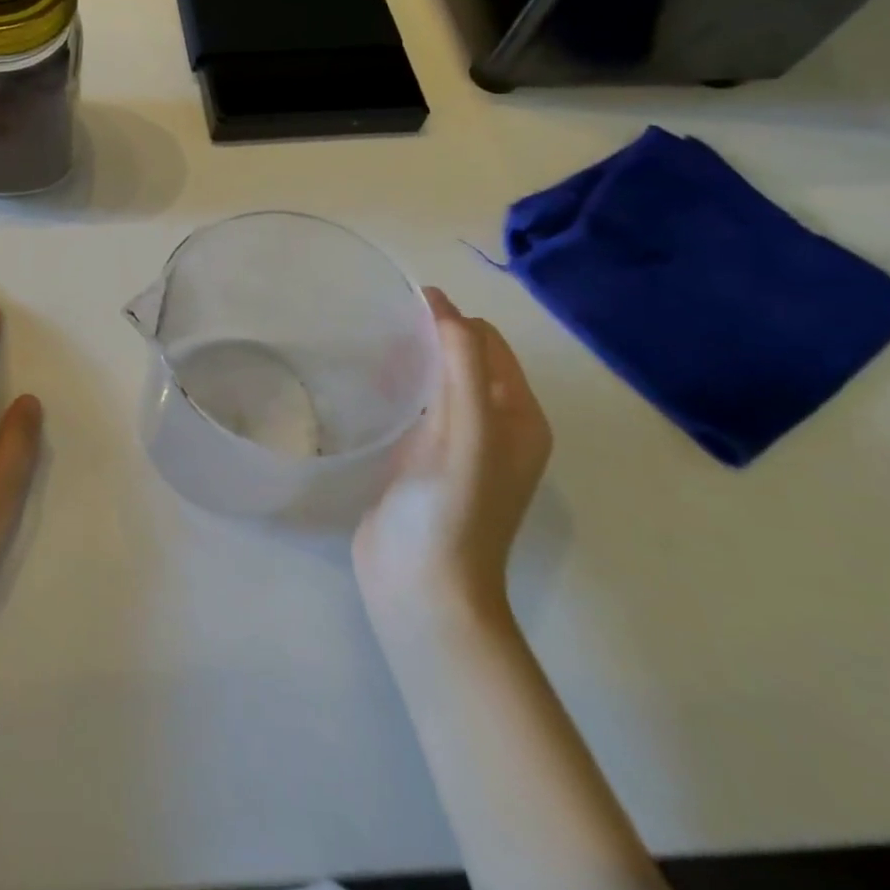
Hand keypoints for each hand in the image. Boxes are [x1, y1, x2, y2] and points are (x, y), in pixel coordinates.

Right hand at [354, 288, 551, 631]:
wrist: (422, 588)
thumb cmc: (451, 509)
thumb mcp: (467, 430)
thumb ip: (461, 362)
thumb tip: (439, 300)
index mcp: (519, 417)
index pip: (488, 342)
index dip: (451, 319)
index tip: (401, 308)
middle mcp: (496, 428)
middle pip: (465, 359)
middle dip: (432, 336)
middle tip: (383, 329)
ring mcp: (459, 448)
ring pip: (439, 382)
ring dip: (414, 361)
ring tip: (371, 351)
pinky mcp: (425, 463)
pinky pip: (417, 408)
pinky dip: (399, 388)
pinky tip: (369, 388)